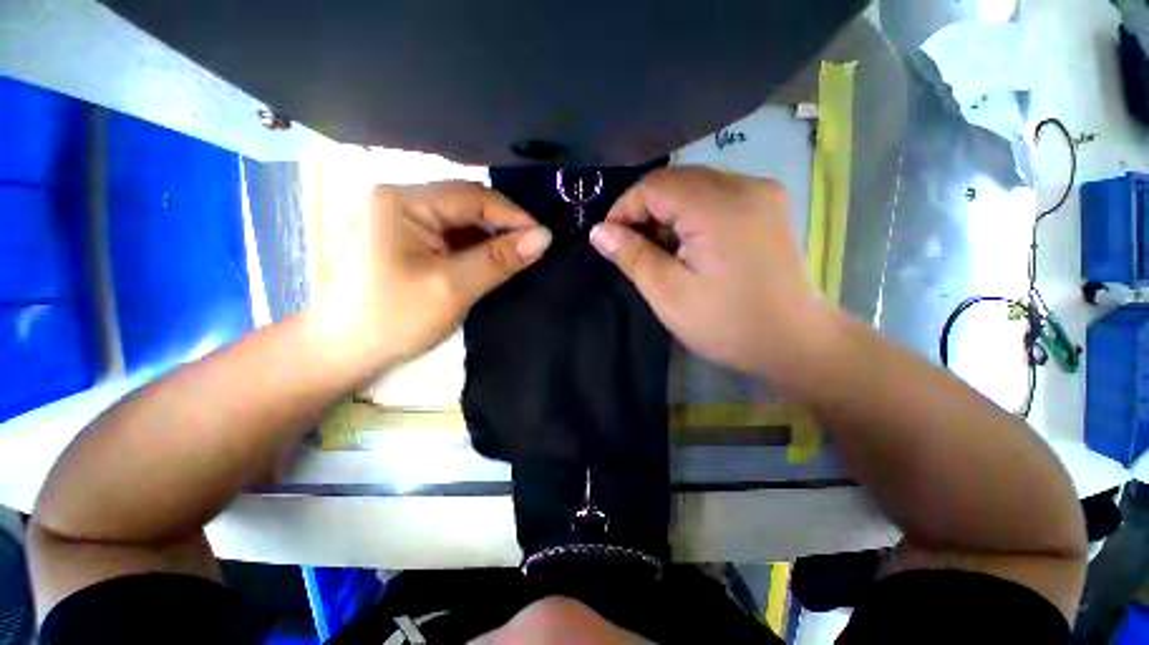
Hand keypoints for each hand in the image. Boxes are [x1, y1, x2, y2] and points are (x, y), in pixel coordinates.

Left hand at [316, 182, 550, 366]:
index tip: (544, 238)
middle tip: (534, 249)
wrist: (344, 352)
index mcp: (401, 201)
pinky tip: (490, 262)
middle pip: (465, 205)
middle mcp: (399, 200)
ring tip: (517, 257)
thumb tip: (544, 237)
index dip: (513, 215)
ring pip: (460, 221)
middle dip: (502, 226)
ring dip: (490, 238)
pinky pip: (449, 236)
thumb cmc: (394, 319)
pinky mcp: (404, 239)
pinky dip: (474, 248)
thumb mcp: (453, 288)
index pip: (472, 196)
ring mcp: (400, 219)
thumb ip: (499, 260)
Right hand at [590, 166, 826, 377]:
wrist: (793, 341)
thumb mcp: (669, 294)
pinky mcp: (767, 203)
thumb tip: (598, 231)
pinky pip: (715, 194)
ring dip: (667, 212)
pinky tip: (688, 243)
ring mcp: (761, 191)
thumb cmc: (726, 324)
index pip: (654, 185)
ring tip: (660, 250)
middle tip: (633, 248)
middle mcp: (744, 185)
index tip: (611, 240)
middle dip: (644, 210)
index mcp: (718, 208)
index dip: (624, 208)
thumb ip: (632, 256)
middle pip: (675, 180)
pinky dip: (690, 213)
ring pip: (694, 185)